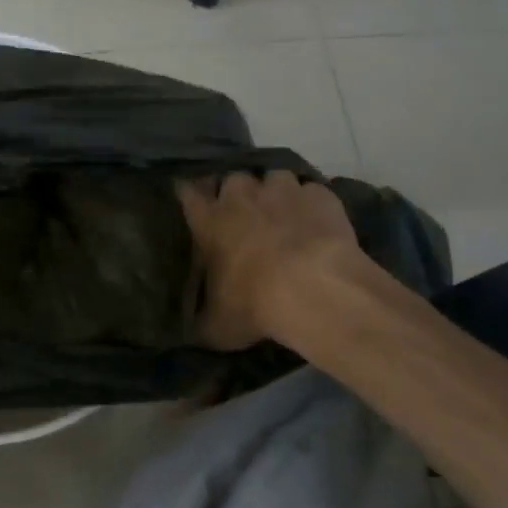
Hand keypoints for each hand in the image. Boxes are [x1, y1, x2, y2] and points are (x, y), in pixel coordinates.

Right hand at [178, 173, 359, 349]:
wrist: (315, 290)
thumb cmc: (255, 304)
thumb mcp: (218, 326)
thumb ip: (201, 320)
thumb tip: (191, 330)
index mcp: (208, 221)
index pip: (187, 193)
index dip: (188, 194)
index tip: (191, 200)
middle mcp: (241, 196)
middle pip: (232, 179)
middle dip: (237, 192)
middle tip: (244, 214)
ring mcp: (282, 191)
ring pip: (273, 177)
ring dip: (275, 192)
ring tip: (284, 214)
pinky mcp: (320, 196)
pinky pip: (312, 191)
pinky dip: (312, 204)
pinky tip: (317, 222)